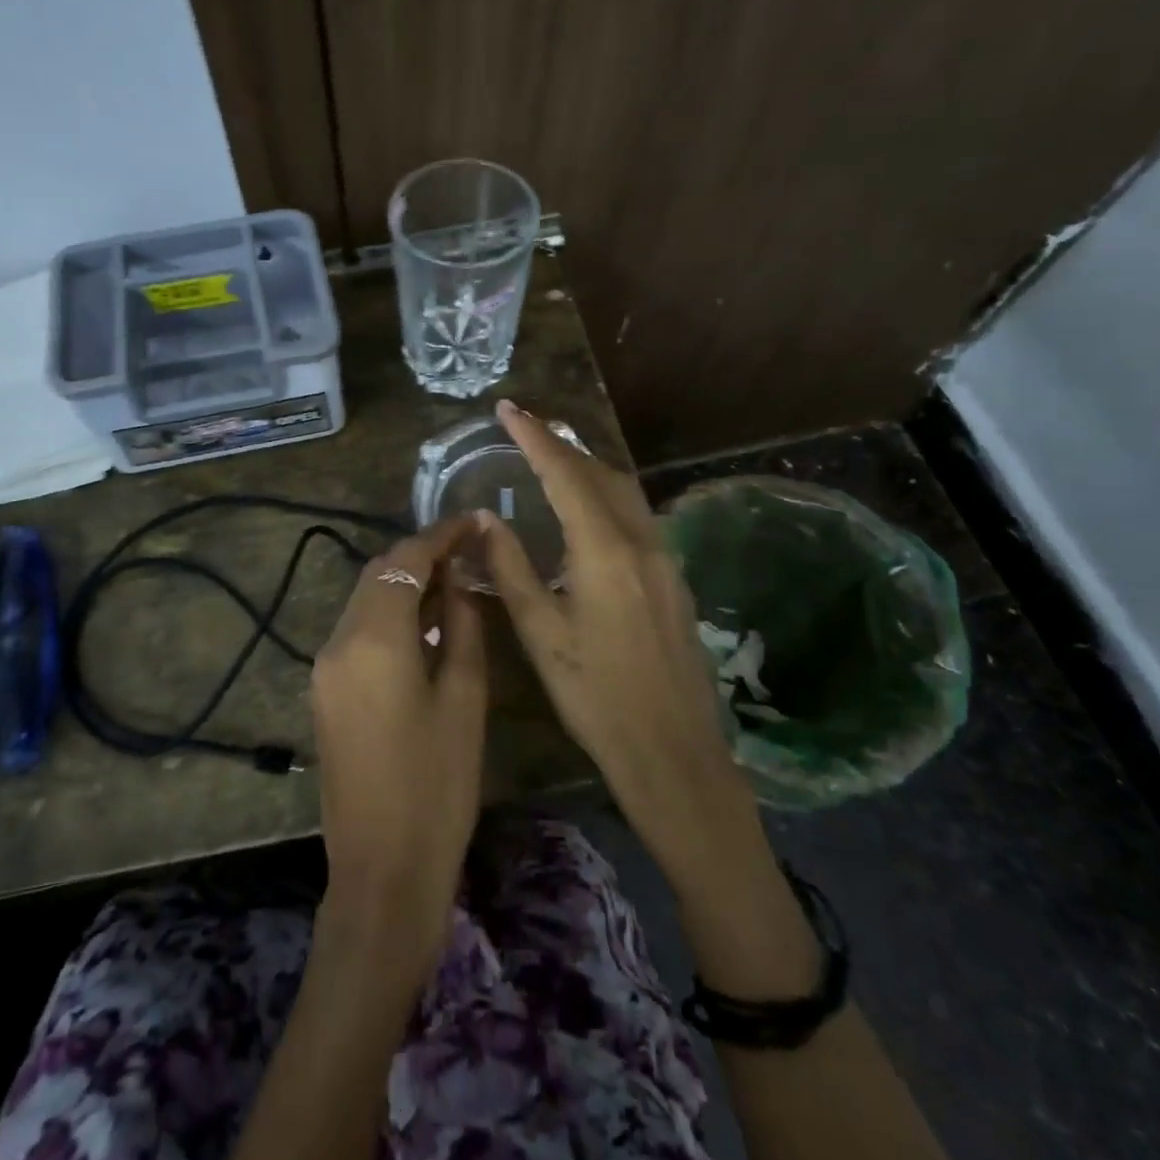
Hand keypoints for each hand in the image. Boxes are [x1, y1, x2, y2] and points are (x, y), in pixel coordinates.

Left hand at [310, 516, 487, 967]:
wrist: (382, 871)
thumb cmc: (437, 786)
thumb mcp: (464, 699)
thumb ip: (461, 626)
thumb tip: (460, 581)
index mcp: (373, 637)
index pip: (404, 559)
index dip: (441, 534)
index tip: (475, 521)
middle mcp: (337, 641)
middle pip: (377, 573)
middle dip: (420, 555)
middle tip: (469, 551)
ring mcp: (324, 667)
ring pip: (365, 600)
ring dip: (404, 583)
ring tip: (454, 582)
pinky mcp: (325, 691)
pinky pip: (358, 631)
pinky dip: (389, 614)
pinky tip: (424, 624)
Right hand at [480, 401, 755, 879]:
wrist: (673, 752)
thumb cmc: (595, 696)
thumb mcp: (541, 633)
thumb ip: (511, 567)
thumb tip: (485, 518)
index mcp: (605, 550)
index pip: (565, 474)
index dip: (534, 437)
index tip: (507, 408)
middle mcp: (642, 542)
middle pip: (601, 473)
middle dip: (562, 444)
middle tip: (525, 427)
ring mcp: (665, 559)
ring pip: (624, 491)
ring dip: (587, 467)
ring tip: (551, 457)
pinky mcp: (674, 579)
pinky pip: (637, 516)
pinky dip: (606, 495)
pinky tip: (587, 510)